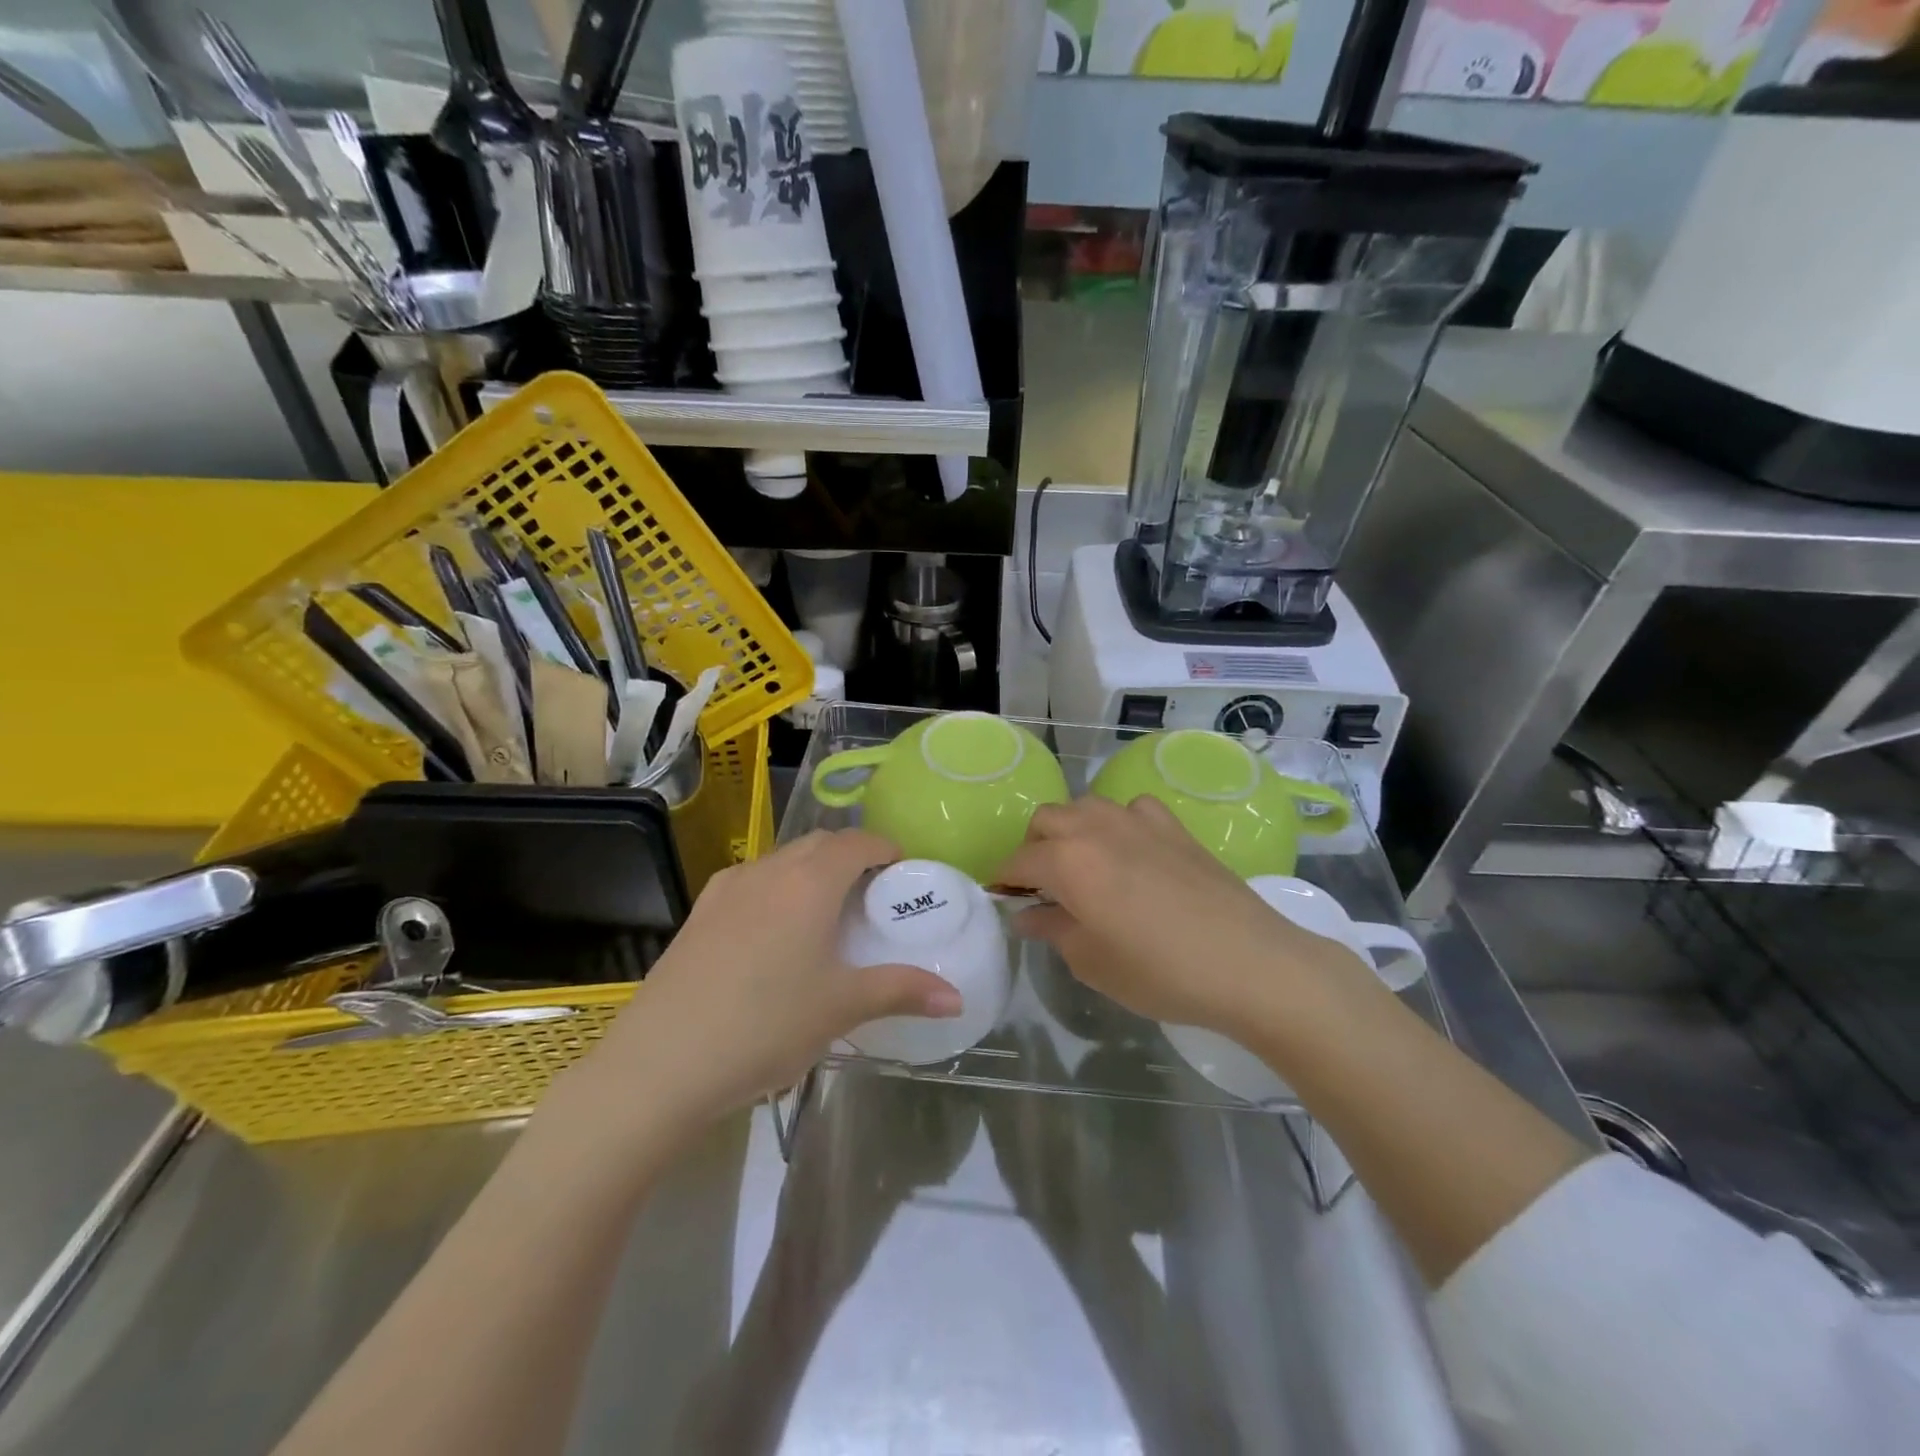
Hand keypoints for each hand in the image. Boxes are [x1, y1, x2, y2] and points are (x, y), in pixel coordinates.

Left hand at [562, 830, 960, 1135]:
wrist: (660, 1063)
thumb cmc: (766, 1025)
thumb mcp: (842, 1007)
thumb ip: (902, 991)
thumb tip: (957, 998)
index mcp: (810, 881)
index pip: (858, 841)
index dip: (886, 848)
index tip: (903, 872)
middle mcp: (769, 870)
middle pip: (820, 844)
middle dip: (851, 857)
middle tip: (871, 896)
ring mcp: (727, 888)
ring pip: (782, 861)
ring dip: (811, 872)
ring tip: (825, 915)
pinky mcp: (699, 913)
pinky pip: (751, 883)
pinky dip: (777, 890)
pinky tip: (774, 935)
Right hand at [999, 795, 1363, 1035]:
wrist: (1249, 963)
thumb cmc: (1160, 972)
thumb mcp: (1092, 962)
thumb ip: (1052, 929)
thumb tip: (1027, 914)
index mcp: (1067, 861)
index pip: (1018, 861)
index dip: (1004, 881)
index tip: (1004, 901)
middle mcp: (1095, 828)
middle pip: (1046, 820)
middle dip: (1034, 849)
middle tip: (1043, 888)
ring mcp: (1137, 820)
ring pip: (1085, 807)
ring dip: (1071, 830)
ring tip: (1082, 867)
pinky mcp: (1173, 825)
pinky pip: (1131, 809)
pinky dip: (1118, 823)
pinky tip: (1131, 852)